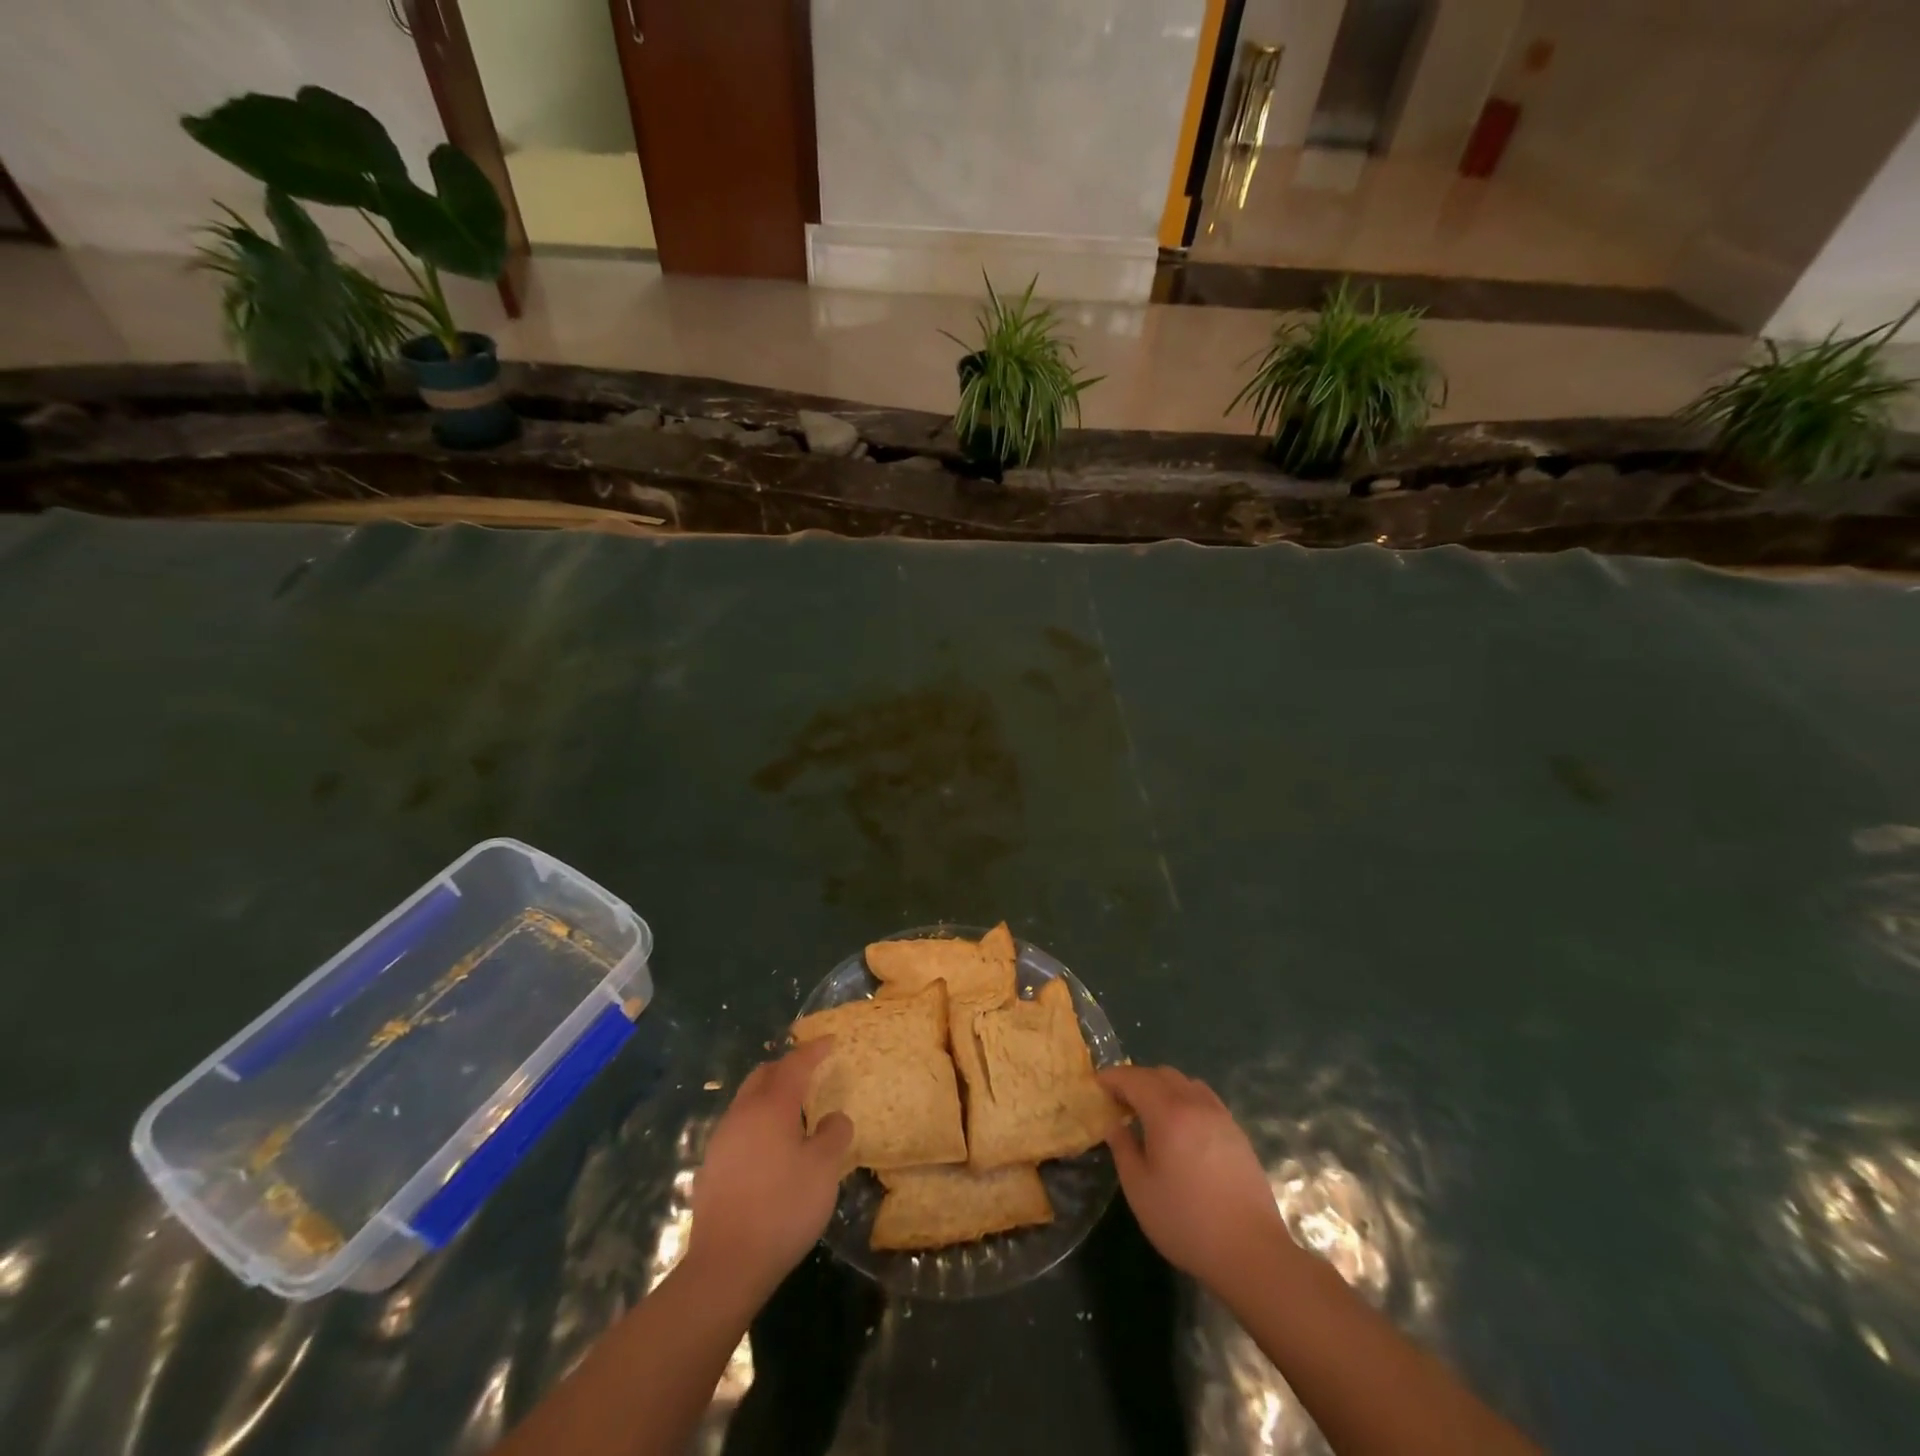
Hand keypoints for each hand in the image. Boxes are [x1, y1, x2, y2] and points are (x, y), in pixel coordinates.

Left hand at [686, 1039, 852, 1301]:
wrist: (726, 1265)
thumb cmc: (782, 1208)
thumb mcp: (824, 1170)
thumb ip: (833, 1135)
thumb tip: (834, 1118)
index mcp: (772, 1106)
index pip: (795, 1064)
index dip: (813, 1050)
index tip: (830, 1042)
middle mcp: (742, 1114)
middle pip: (764, 1075)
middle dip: (787, 1067)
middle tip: (810, 1072)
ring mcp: (722, 1140)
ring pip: (748, 1101)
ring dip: (770, 1096)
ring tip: (794, 1110)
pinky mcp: (712, 1167)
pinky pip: (739, 1127)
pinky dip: (758, 1122)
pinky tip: (771, 1147)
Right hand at [1100, 1065, 1286, 1291]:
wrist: (1251, 1251)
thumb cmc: (1186, 1221)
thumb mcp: (1139, 1189)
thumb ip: (1123, 1148)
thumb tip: (1115, 1124)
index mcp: (1167, 1112)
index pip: (1134, 1079)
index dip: (1112, 1078)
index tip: (1096, 1085)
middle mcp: (1195, 1103)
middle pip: (1160, 1074)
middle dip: (1136, 1080)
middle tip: (1119, 1102)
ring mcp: (1220, 1115)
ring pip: (1185, 1083)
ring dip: (1162, 1087)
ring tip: (1149, 1112)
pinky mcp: (1236, 1132)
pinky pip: (1203, 1098)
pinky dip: (1184, 1099)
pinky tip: (1180, 1127)